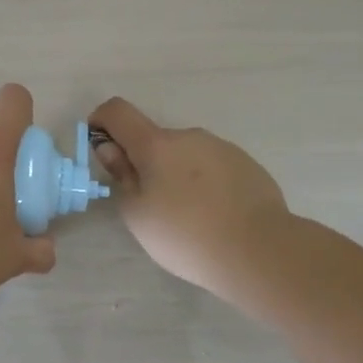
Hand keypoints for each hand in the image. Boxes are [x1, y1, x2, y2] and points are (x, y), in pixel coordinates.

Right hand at [88, 97, 294, 309]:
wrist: (260, 250)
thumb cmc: (185, 234)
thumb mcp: (137, 213)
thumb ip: (121, 175)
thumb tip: (112, 149)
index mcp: (156, 144)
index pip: (118, 111)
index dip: (102, 122)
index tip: (102, 149)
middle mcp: (189, 136)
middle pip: (155, 140)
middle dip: (146, 164)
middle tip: (152, 206)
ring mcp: (222, 148)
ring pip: (186, 155)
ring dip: (177, 175)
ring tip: (189, 217)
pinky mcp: (248, 165)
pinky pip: (214, 168)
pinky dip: (205, 184)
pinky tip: (216, 216)